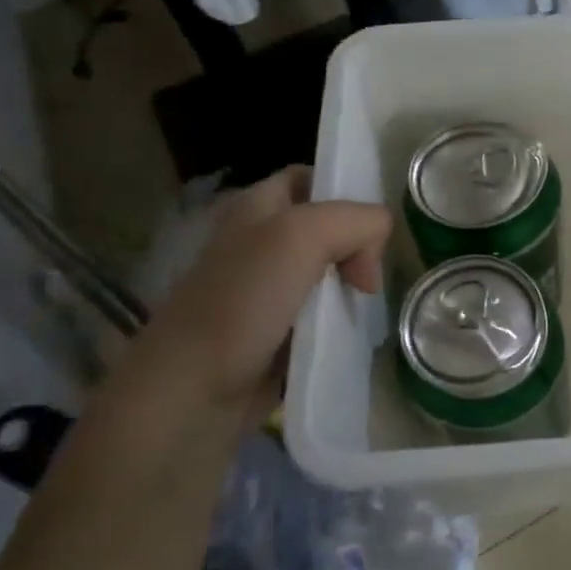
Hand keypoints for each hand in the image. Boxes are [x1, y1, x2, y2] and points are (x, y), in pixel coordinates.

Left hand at [120, 168, 389, 417]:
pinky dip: (341, 319)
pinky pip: (322, 312)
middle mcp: (260, 241)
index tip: (371, 226)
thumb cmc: (242, 302)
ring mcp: (266, 288)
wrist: (194, 392)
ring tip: (365, 306)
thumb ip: (355, 221)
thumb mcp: (301, 237)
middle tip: (368, 278)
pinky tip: (352, 331)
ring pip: (329, 271)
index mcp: (256, 206)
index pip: (310, 177)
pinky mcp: (276, 330)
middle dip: (358, 245)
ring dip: (352, 285)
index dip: (344, 190)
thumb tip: (376, 248)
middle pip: (328, 227)